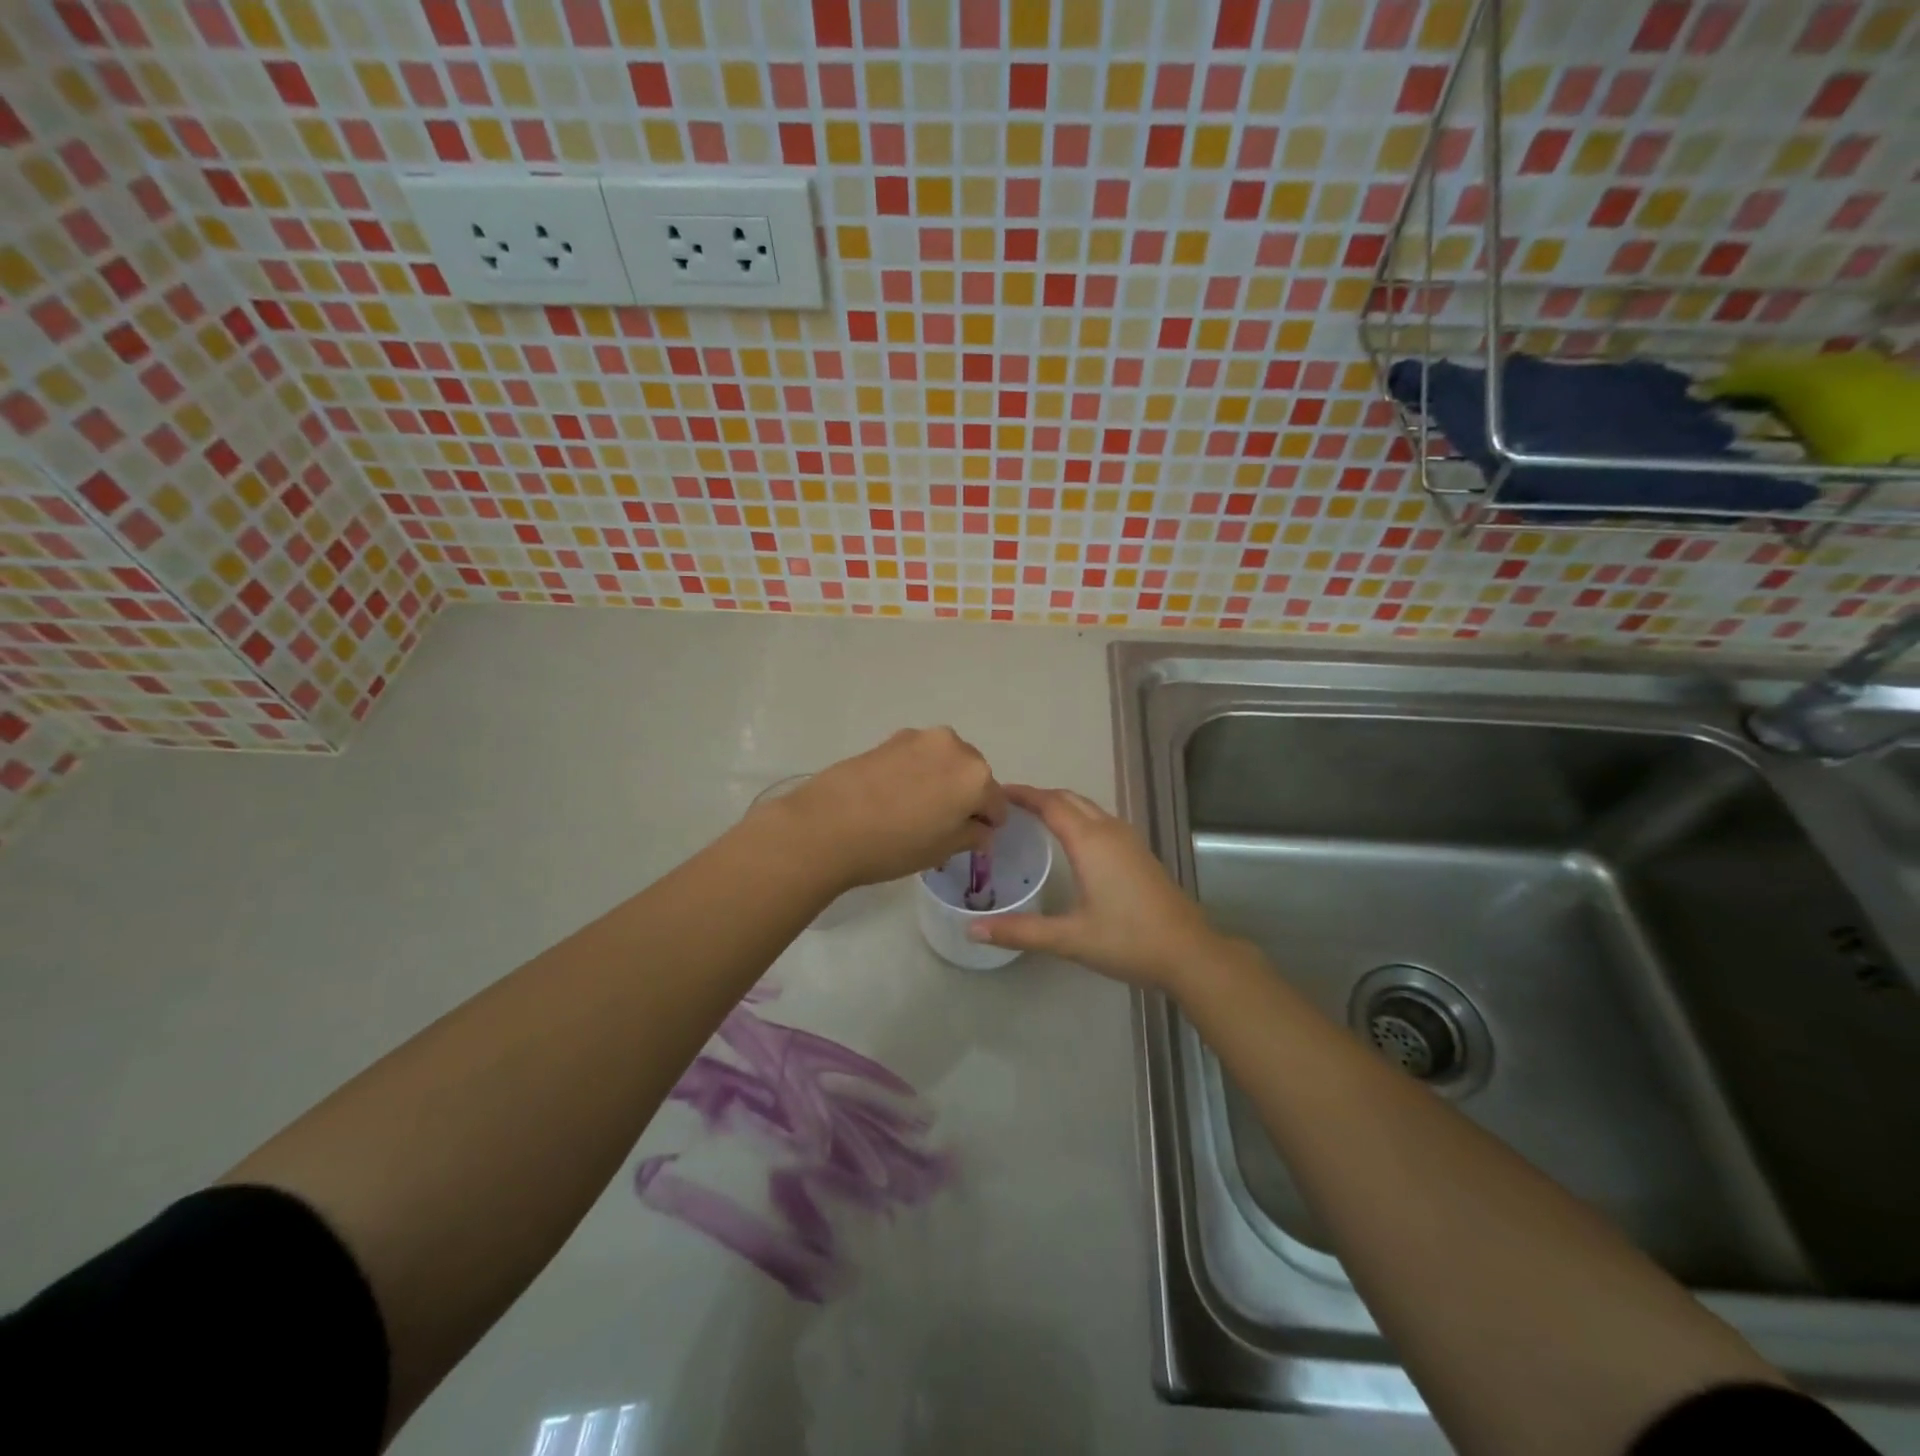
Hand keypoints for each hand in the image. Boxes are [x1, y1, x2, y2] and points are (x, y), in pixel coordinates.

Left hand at [768, 728, 1006, 890]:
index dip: (988, 823)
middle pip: (972, 774)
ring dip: (940, 781)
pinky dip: (917, 773)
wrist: (827, 826)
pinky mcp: (890, 739)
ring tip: (916, 809)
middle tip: (944, 824)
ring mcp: (919, 739)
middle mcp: (953, 747)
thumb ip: (971, 835)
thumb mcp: (942, 849)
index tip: (974, 838)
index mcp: (976, 776)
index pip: (996, 802)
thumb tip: (980, 830)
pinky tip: (895, 796)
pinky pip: (917, 757)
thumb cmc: (894, 844)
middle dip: (966, 796)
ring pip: (944, 762)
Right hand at [966, 785, 1230, 991]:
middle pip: (1068, 799)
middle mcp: (1109, 830)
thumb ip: (1020, 931)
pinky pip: (1100, 820)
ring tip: (1031, 818)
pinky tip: (1068, 841)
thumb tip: (973, 930)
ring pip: (1087, 808)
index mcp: (1090, 841)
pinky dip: (1077, 818)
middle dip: (1038, 796)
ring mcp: (1128, 840)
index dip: (1021, 794)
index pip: (1049, 803)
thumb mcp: (1070, 938)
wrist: (1189, 952)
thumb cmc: (1128, 940)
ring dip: (1059, 805)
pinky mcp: (1139, 852)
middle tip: (1006, 806)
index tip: (994, 792)